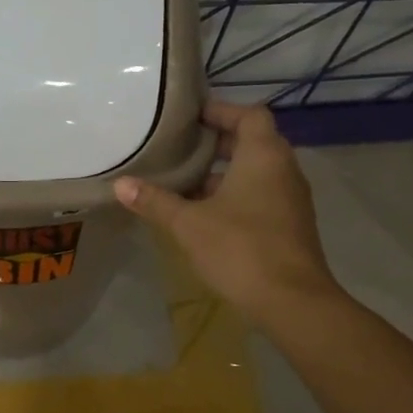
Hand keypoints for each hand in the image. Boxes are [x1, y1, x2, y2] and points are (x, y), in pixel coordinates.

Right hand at [113, 100, 341, 323]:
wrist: (292, 301)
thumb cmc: (240, 249)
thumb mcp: (188, 224)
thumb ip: (155, 201)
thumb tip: (120, 184)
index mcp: (264, 155)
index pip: (249, 114)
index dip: (221, 111)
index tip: (191, 118)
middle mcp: (284, 169)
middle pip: (253, 142)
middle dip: (217, 144)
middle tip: (181, 149)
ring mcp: (291, 199)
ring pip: (257, 172)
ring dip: (225, 173)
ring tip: (186, 182)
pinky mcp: (291, 225)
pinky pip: (262, 196)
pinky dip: (237, 196)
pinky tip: (206, 215)